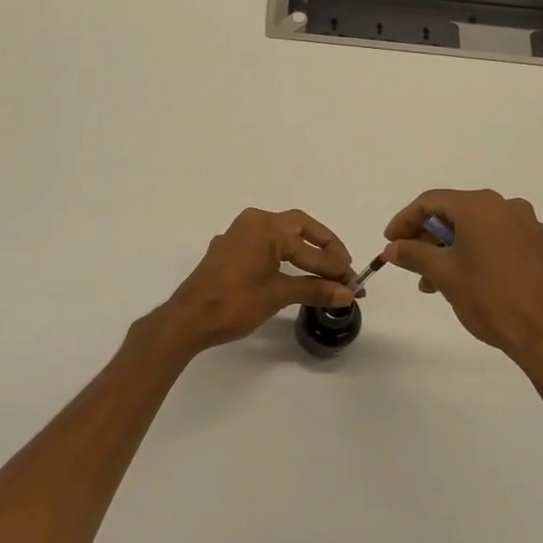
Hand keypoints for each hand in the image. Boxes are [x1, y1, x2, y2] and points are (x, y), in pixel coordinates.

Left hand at [152, 209, 355, 356]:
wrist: (188, 319)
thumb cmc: (234, 303)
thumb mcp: (278, 295)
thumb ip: (315, 290)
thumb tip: (347, 292)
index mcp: (265, 227)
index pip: (310, 246)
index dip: (335, 266)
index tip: (355, 283)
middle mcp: (252, 223)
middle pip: (298, 227)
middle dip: (324, 247)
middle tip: (343, 267)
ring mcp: (238, 235)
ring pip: (281, 236)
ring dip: (305, 251)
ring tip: (326, 272)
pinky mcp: (229, 251)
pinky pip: (265, 246)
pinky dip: (285, 256)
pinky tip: (295, 273)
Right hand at [382, 190, 542, 408]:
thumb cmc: (490, 298)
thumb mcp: (443, 274)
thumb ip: (413, 254)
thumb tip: (392, 248)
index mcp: (481, 206)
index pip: (431, 201)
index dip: (405, 220)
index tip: (390, 243)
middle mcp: (509, 208)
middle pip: (457, 213)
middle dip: (429, 238)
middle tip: (412, 262)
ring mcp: (533, 230)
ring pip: (482, 231)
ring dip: (454, 250)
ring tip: (438, 283)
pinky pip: (505, 245)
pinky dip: (483, 257)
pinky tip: (475, 285)